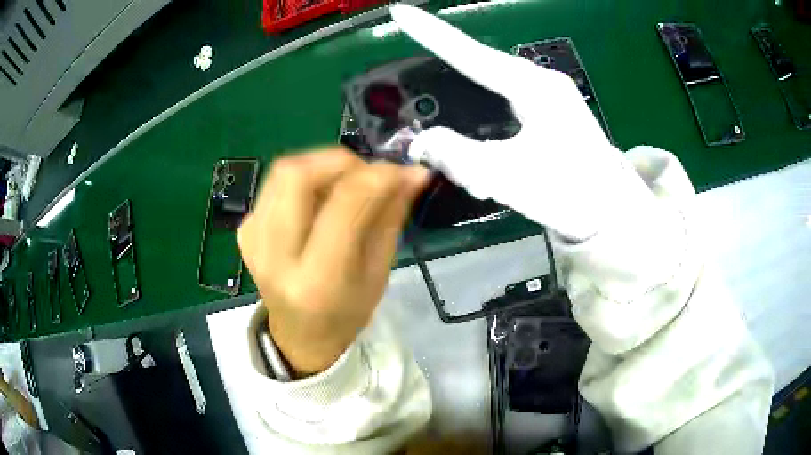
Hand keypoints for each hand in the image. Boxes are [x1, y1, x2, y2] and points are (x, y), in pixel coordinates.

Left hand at [238, 148, 429, 376]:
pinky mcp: (246, 231)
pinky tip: (318, 204)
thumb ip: (391, 216)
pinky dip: (304, 182)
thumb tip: (414, 172)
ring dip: (321, 167)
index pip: (344, 205)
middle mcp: (274, 258)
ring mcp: (252, 241)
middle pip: (297, 175)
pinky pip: (275, 186)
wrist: (300, 334)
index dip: (377, 177)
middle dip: (339, 161)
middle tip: (365, 175)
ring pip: (283, 172)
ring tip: (344, 186)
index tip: (401, 171)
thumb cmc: (347, 312)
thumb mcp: (379, 272)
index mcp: (316, 281)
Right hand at [391, 5, 650, 240]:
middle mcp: (543, 83)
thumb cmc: (568, 194)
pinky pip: (510, 105)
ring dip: (472, 110)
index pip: (472, 54)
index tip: (401, 13)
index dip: (432, 33)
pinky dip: (490, 120)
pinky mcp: (554, 112)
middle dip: (451, 81)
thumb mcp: (507, 178)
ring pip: (496, 90)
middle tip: (428, 92)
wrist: (612, 215)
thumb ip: (458, 156)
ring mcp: (551, 96)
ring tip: (465, 140)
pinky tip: (490, 146)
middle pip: (482, 69)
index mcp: (534, 88)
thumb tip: (420, 143)